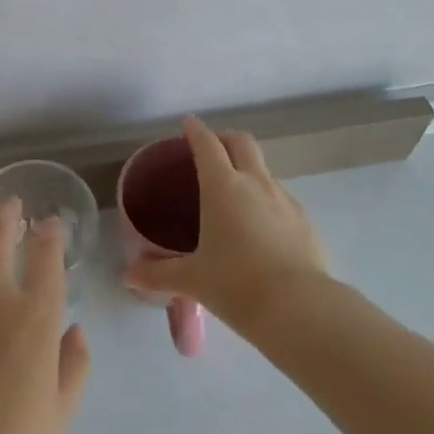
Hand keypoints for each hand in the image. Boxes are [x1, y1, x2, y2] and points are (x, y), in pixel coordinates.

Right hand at [125, 116, 329, 336]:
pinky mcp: (305, 221)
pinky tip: (260, 229)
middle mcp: (255, 183)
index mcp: (223, 186)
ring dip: (248, 170)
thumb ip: (159, 274)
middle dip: (225, 138)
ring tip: (234, 196)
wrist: (301, 309)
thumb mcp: (193, 280)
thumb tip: (128, 276)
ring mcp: (284, 199)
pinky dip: (267, 201)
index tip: (188, 124)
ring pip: (264, 170)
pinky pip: (281, 199)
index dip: (195, 130)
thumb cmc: (237, 285)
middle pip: (242, 142)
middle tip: (212, 151)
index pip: (207, 143)